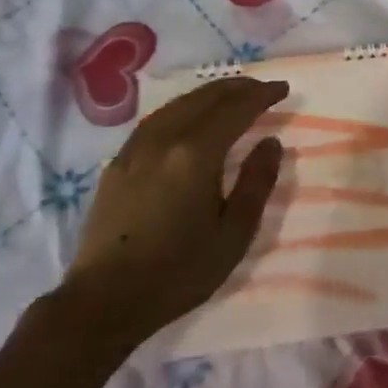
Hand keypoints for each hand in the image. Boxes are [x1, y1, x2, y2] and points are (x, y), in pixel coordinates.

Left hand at [68, 77, 288, 335]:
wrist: (105, 300)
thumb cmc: (179, 271)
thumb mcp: (233, 234)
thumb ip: (257, 183)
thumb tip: (271, 142)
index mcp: (195, 154)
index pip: (235, 109)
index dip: (262, 95)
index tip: (283, 89)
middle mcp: (164, 139)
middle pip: (204, 97)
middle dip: (237, 87)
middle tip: (262, 89)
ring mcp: (136, 148)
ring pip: (178, 104)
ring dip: (209, 94)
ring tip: (231, 97)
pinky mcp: (119, 162)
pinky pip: (158, 119)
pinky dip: (184, 108)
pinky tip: (190, 118)